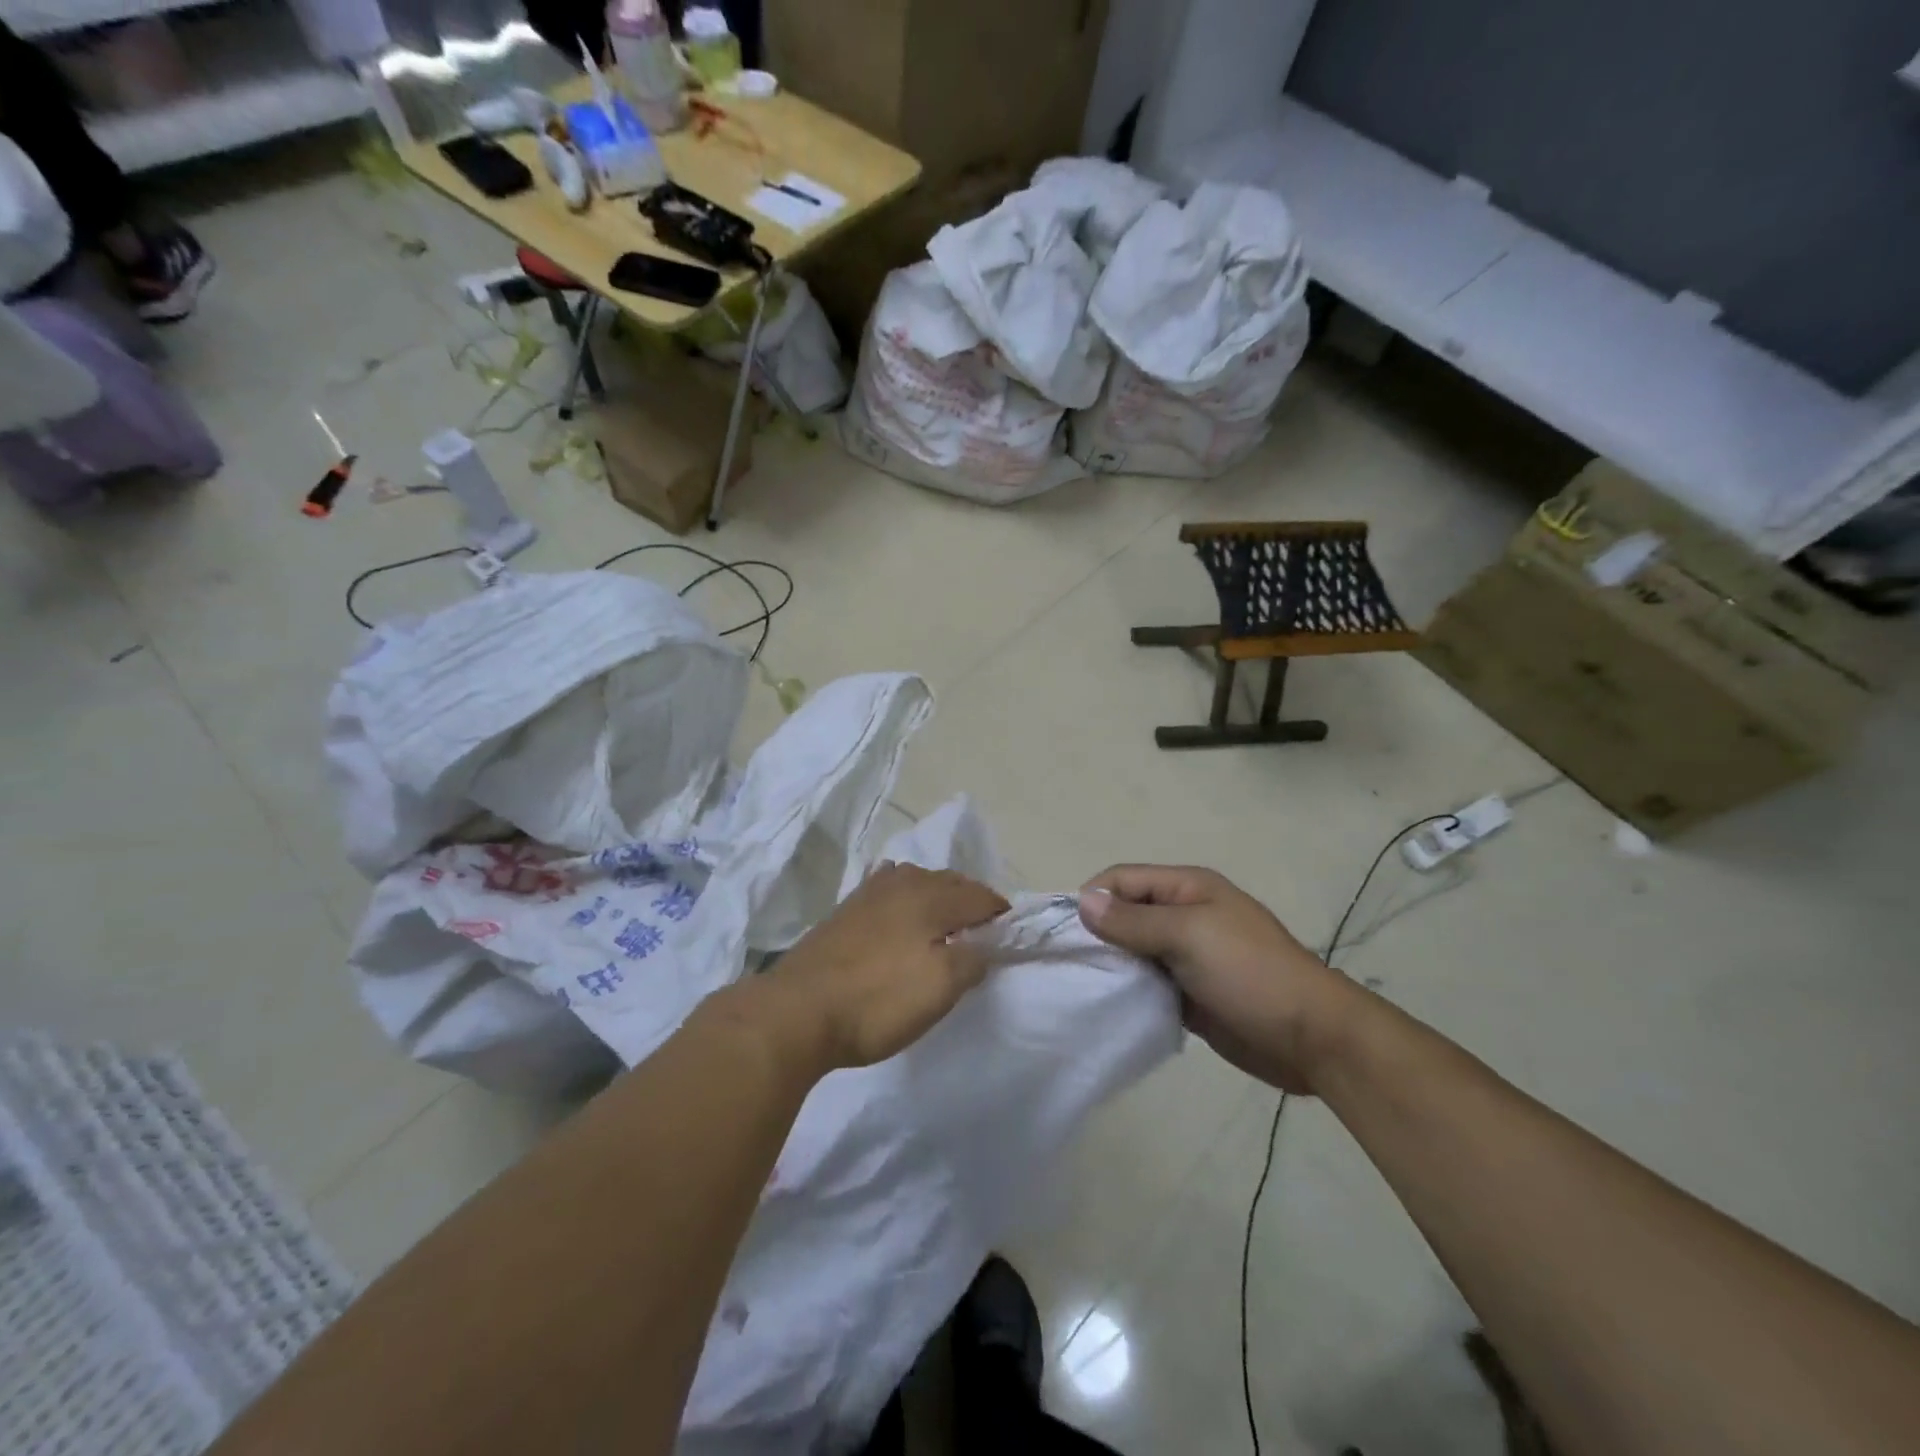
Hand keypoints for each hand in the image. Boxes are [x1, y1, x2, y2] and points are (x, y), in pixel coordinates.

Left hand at [763, 863, 1008, 1072]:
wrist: (797, 1011)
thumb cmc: (878, 1001)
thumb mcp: (940, 987)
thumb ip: (973, 959)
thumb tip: (983, 945)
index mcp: (929, 896)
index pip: (979, 894)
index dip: (999, 912)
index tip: (1009, 935)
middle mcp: (901, 883)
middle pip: (949, 882)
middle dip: (970, 901)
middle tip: (981, 932)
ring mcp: (868, 894)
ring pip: (916, 883)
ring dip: (937, 898)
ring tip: (943, 926)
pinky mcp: (844, 911)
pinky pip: (888, 892)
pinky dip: (905, 900)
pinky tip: (899, 917)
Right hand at [1079, 865, 1359, 1094]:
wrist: (1312, 1038)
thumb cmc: (1249, 973)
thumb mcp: (1188, 936)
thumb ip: (1133, 920)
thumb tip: (1083, 900)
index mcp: (1187, 888)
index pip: (1123, 880)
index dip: (1091, 897)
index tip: (1063, 931)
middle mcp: (1183, 915)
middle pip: (1125, 914)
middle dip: (1096, 934)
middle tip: (1066, 964)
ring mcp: (1187, 956)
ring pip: (1133, 951)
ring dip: (1111, 965)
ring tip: (1079, 987)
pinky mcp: (1189, 993)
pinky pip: (1147, 984)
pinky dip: (1128, 991)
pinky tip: (1107, 1007)